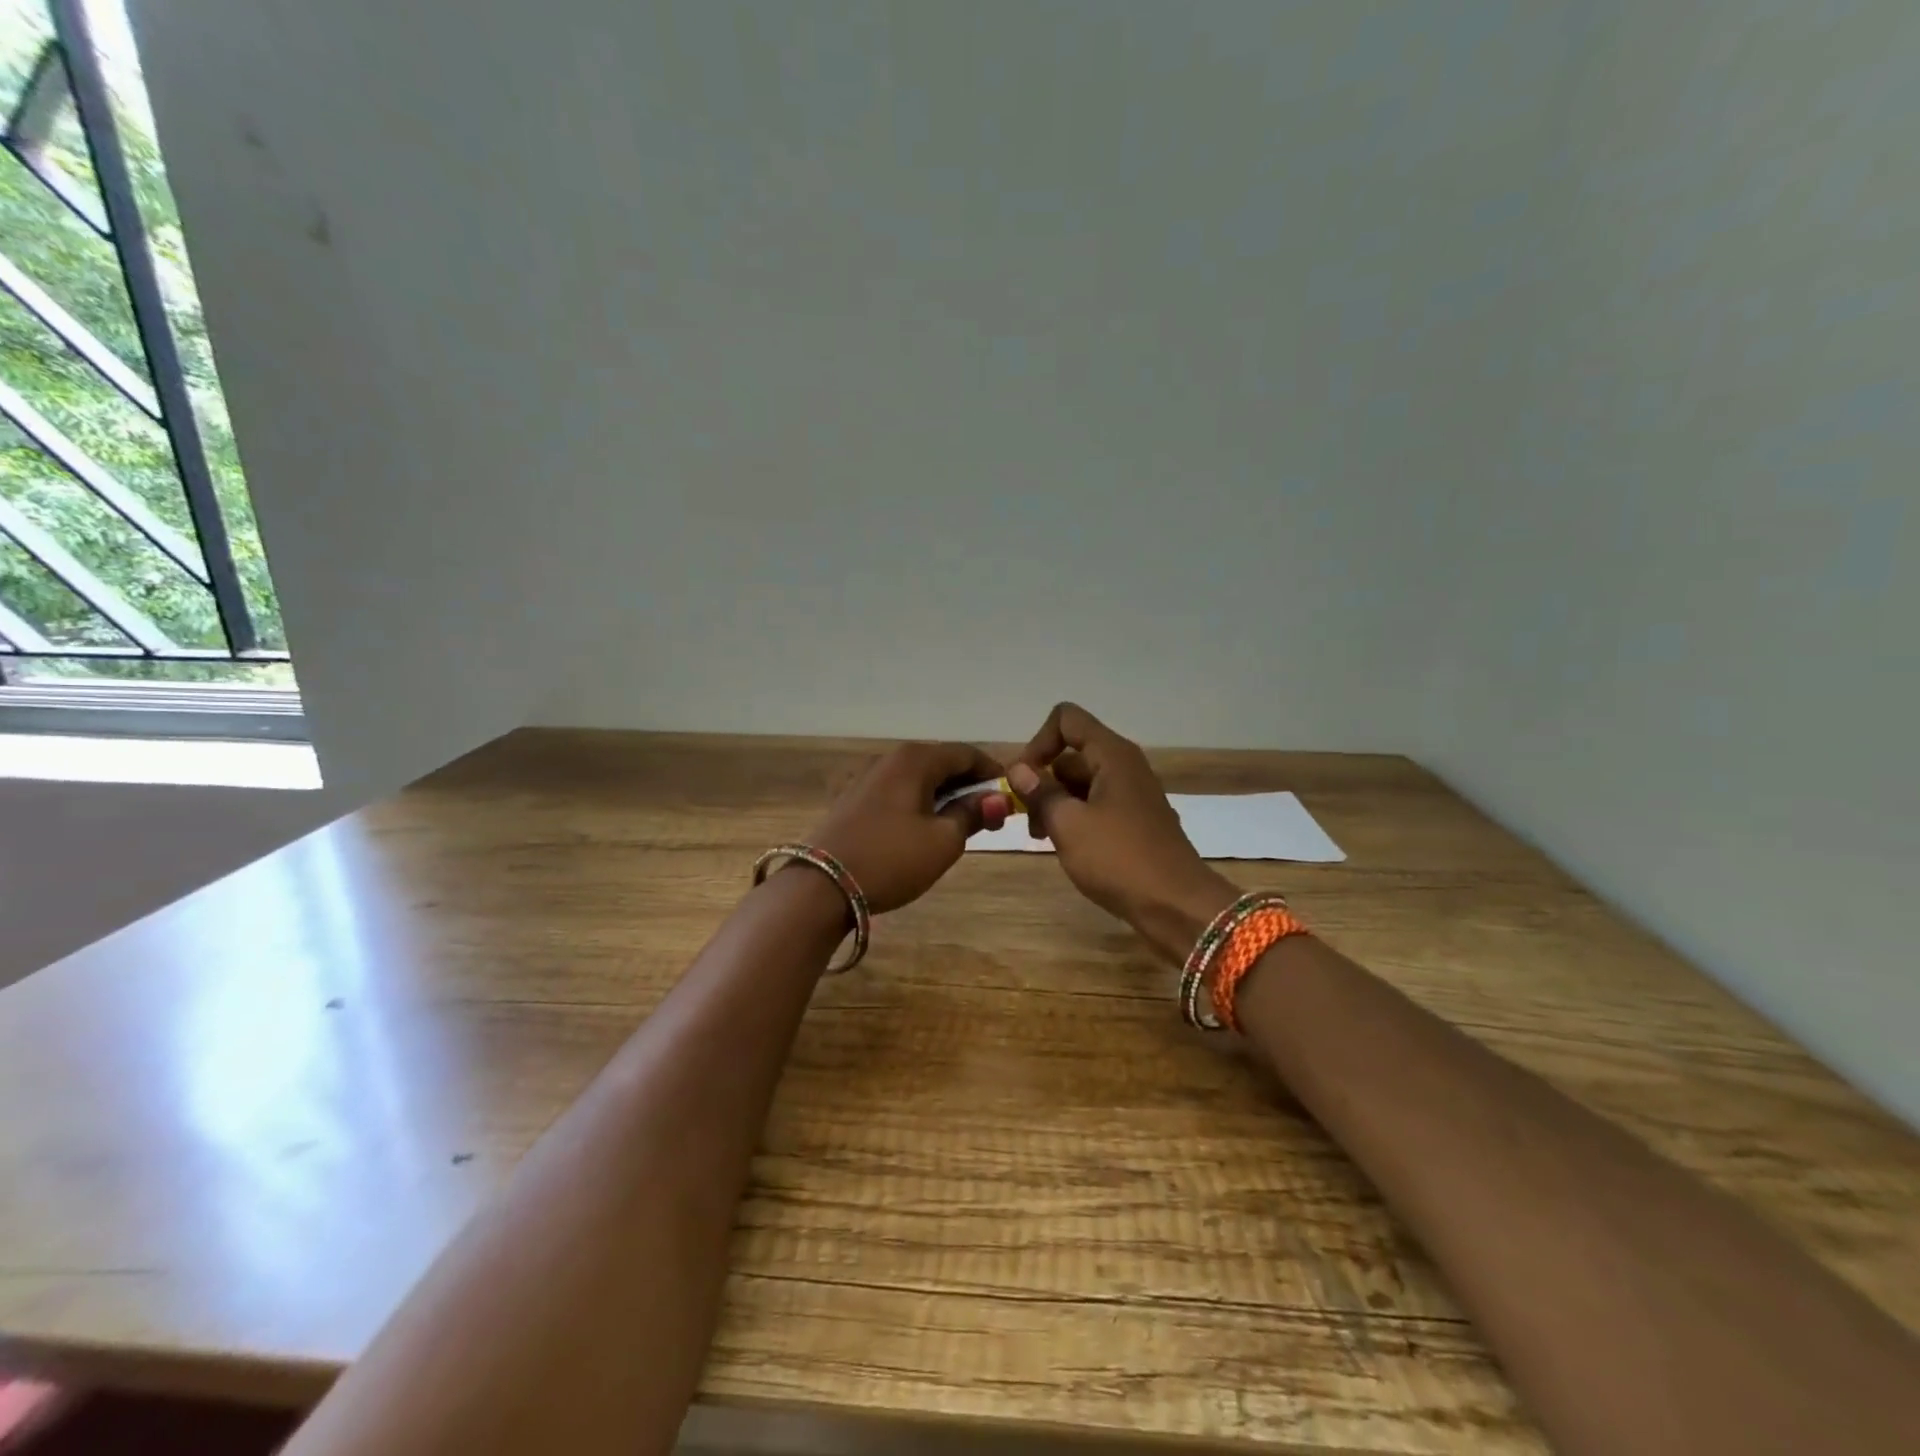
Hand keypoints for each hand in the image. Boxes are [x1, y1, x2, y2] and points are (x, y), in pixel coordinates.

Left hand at [806, 742, 1008, 913]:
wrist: (821, 885)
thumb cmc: (891, 859)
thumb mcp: (943, 841)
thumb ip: (972, 814)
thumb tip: (996, 798)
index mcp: (916, 759)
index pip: (966, 754)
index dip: (992, 772)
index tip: (1011, 795)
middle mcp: (890, 759)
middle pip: (941, 763)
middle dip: (969, 786)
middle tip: (990, 815)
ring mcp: (867, 777)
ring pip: (918, 779)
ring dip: (944, 796)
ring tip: (961, 824)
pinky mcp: (853, 799)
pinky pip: (898, 792)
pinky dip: (919, 803)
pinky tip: (925, 827)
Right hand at [1009, 703, 1237, 964]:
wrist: (1177, 906)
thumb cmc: (1119, 859)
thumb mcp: (1069, 824)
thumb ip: (1040, 792)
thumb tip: (1018, 768)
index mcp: (1112, 755)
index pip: (1066, 719)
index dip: (1038, 742)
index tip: (1023, 780)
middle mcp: (1124, 766)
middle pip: (1072, 753)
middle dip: (1042, 780)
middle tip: (1026, 819)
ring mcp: (1132, 795)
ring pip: (1081, 783)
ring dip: (1055, 803)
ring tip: (1042, 838)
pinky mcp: (1135, 822)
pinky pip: (1096, 805)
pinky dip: (1075, 818)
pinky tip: (1065, 847)